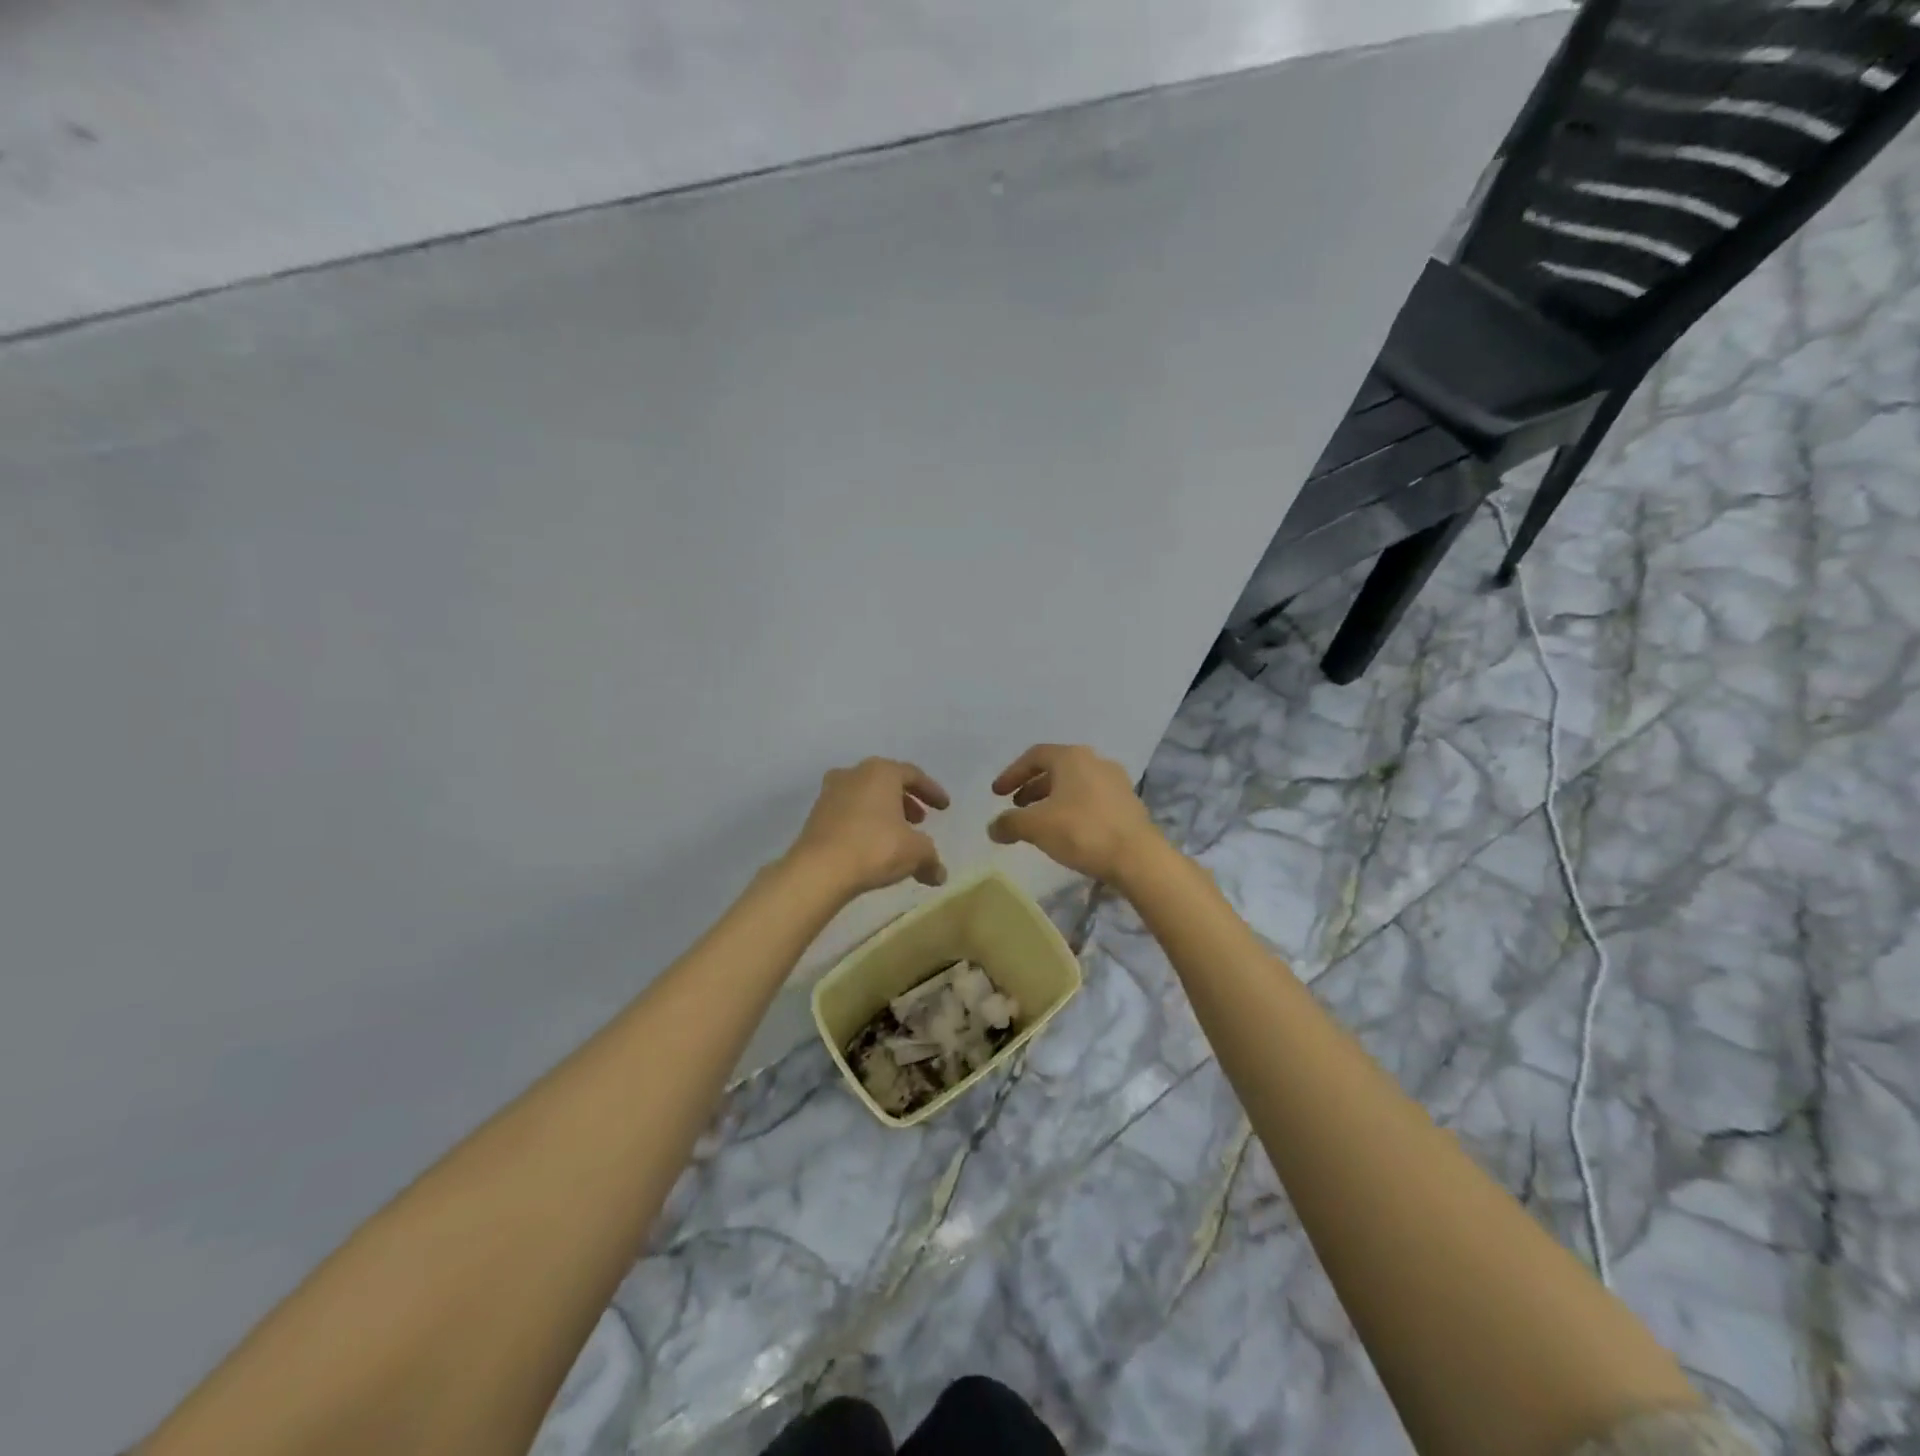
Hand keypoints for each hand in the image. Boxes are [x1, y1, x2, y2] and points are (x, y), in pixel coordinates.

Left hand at [786, 757, 950, 897]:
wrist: (819, 869)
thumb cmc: (875, 848)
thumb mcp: (915, 852)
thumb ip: (931, 858)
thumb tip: (939, 875)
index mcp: (881, 772)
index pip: (913, 775)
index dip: (932, 791)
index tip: (944, 807)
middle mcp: (854, 774)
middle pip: (887, 782)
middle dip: (906, 801)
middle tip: (919, 820)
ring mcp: (830, 792)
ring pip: (865, 796)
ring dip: (884, 812)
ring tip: (897, 835)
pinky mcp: (815, 814)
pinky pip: (848, 812)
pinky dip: (864, 823)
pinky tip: (872, 845)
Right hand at [987, 744, 1161, 884]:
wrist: (1138, 858)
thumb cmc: (1082, 831)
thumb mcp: (1036, 827)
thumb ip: (1009, 823)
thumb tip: (993, 828)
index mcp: (1072, 757)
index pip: (1034, 756)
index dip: (1012, 774)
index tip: (997, 794)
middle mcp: (1095, 762)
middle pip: (1055, 769)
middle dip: (1032, 788)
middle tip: (1016, 807)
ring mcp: (1116, 782)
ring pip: (1074, 785)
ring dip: (1051, 800)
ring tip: (1038, 822)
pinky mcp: (1128, 804)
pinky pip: (1091, 800)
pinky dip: (1072, 810)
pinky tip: (1066, 832)